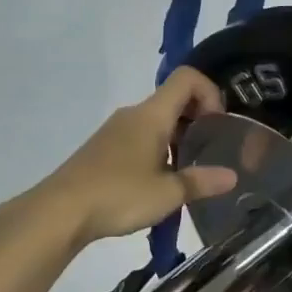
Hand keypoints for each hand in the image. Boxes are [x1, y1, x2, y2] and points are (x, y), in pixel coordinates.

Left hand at [32, 68, 237, 246]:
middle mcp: (134, 114)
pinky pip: (142, 137)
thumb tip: (232, 177)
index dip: (210, 93)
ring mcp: (116, 130)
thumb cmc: (118, 195)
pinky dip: (160, 150)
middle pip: (175, 100)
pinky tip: (160, 182)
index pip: (187, 79)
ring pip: (158, 121)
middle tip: (211, 153)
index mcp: (152, 115)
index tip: (218, 126)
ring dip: (180, 139)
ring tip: (189, 174)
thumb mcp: (167, 194)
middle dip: (199, 121)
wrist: (59, 212)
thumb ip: (201, 182)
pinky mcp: (105, 148)